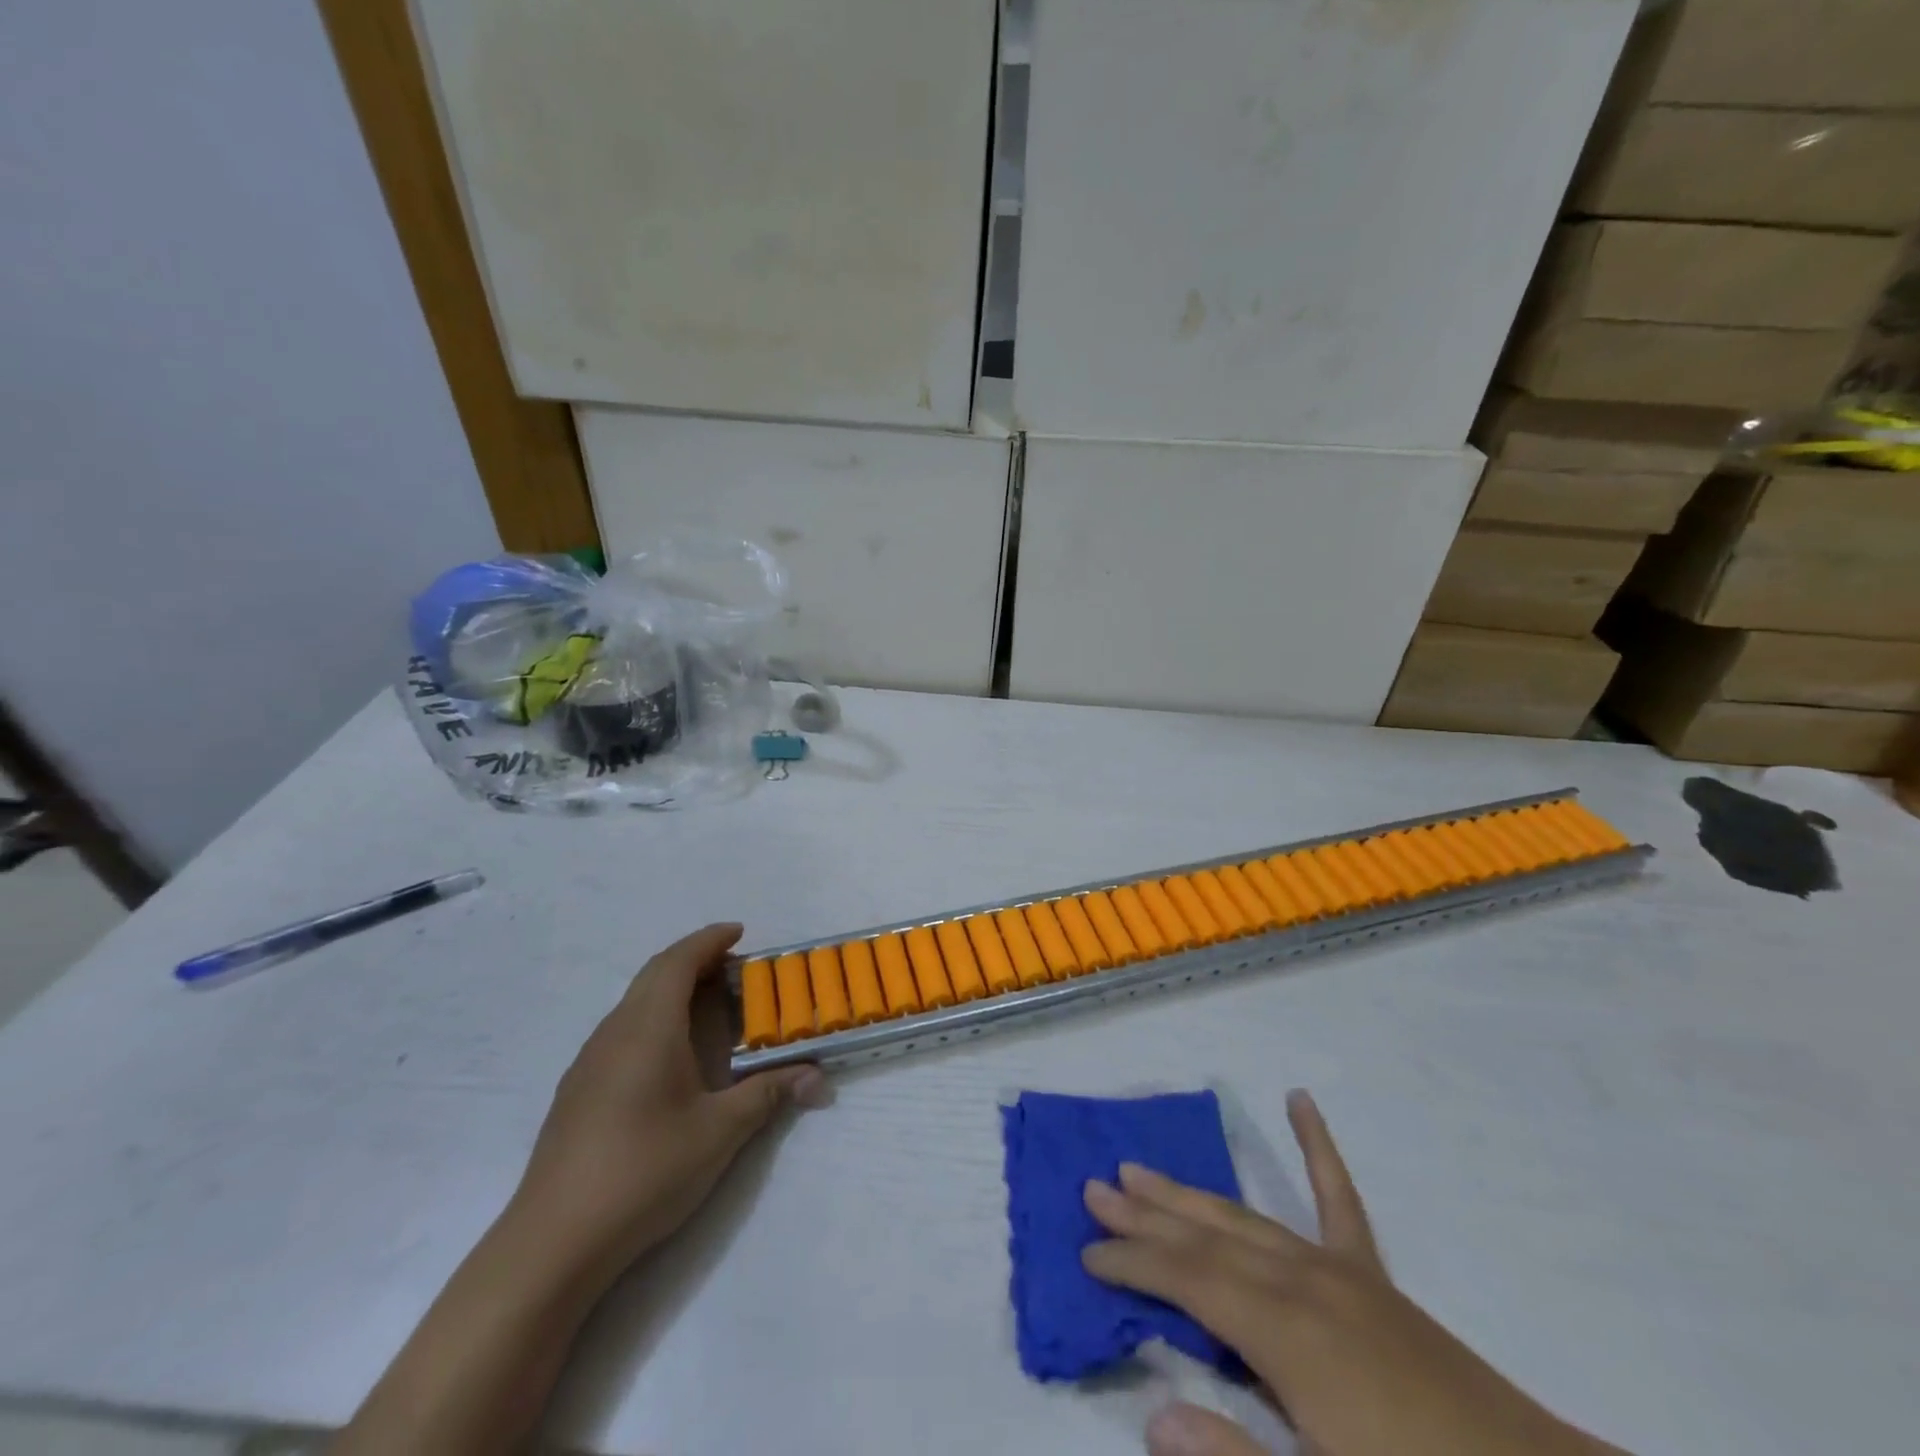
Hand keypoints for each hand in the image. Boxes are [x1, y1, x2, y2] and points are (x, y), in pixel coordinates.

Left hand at [504, 923, 829, 1291]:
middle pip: (654, 974)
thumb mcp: (720, 1132)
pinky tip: (669, 1056)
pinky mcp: (577, 1091)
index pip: (678, 961)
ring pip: (634, 1003)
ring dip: (671, 989)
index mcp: (648, 1027)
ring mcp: (589, 1062)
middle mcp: (614, 1032)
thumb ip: (769, 1095)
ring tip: (708, 1006)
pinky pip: (621, 1030)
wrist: (553, 1242)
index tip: (740, 933)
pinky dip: (653, 1018)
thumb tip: (817, 1078)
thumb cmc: (644, 1170)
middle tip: (734, 968)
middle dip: (694, 960)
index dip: (709, 940)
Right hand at [1082, 1091, 1623, 1455]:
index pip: (1187, 1280)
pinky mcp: (1374, 1278)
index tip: (1086, 1253)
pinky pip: (1339, 1199)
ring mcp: (1341, 1272)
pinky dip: (1317, 1147)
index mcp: (1286, 1333)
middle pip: (1206, 1238)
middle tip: (1095, 1187)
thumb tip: (1152, 1415)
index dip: (1132, 1263)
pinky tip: (1300, 1101)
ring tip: (1140, 1167)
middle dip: (1146, 1213)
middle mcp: (1304, 1283)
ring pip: (1246, 1218)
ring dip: (1189, 1194)